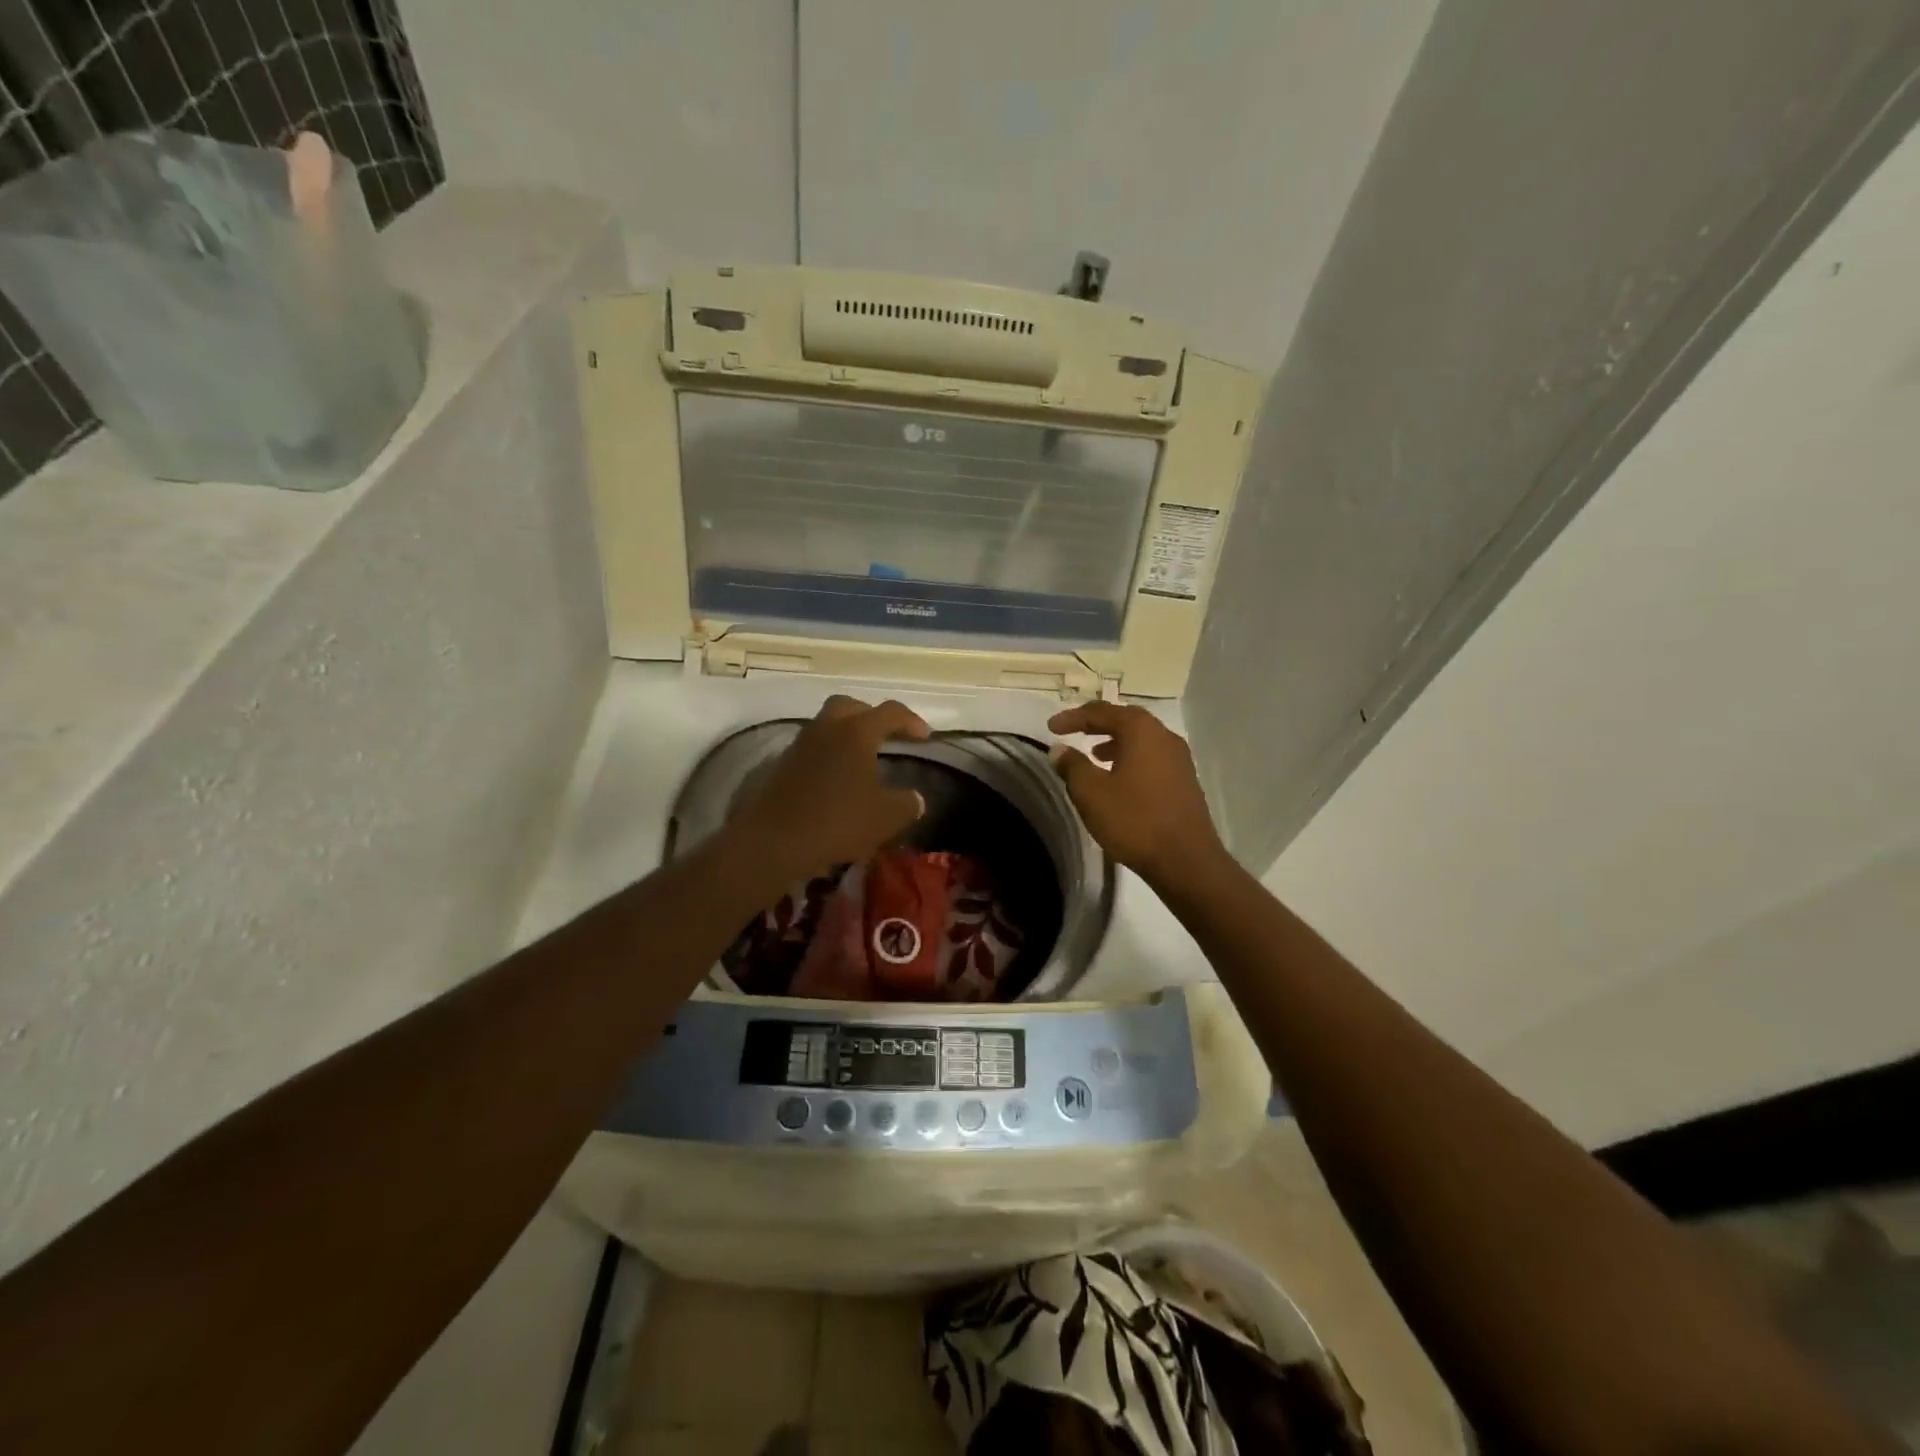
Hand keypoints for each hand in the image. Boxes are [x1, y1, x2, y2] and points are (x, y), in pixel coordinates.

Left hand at [728, 695, 929, 883]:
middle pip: (851, 706)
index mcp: (857, 732)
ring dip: (847, 734)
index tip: (925, 736)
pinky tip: (837, 779)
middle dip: (872, 716)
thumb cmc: (838, 821)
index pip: (890, 712)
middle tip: (887, 735)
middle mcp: (827, 728)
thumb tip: (915, 798)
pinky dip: (829, 754)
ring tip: (862, 759)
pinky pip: (813, 747)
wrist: (774, 841)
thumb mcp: (886, 818)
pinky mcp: (782, 764)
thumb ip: (907, 804)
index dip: (911, 721)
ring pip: (828, 725)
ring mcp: (800, 744)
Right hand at [1048, 702, 1226, 886]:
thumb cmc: (1134, 820)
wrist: (1186, 861)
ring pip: (1141, 740)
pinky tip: (1118, 779)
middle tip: (1073, 732)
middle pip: (1126, 720)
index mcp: (1141, 731)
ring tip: (1093, 755)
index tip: (1051, 728)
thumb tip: (1059, 749)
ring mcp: (1179, 760)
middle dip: (1097, 724)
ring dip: (1115, 743)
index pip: (1102, 712)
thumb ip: (1072, 766)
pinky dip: (1130, 759)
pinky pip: (1152, 758)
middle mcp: (1164, 737)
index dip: (1073, 717)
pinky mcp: (1185, 782)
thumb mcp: (1091, 793)